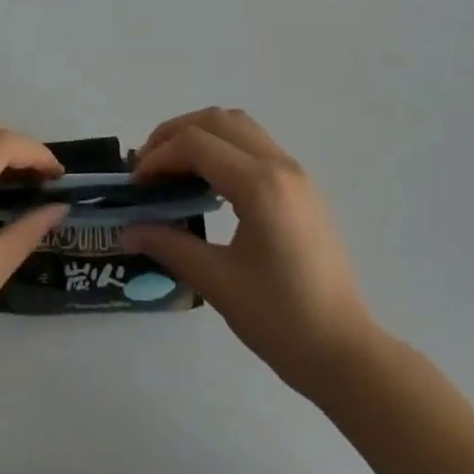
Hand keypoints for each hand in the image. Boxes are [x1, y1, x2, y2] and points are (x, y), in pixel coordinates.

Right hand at [124, 107, 377, 397]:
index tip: (135, 185)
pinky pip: (255, 143)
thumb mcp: (218, 284)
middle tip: (147, 166)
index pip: (196, 144)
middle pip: (216, 120)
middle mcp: (279, 164)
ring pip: (238, 125)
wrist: (347, 353)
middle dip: (175, 134)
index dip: (158, 156)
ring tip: (173, 167)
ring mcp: (295, 172)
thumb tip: (126, 230)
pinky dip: (224, 145)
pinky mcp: (302, 185)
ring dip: (201, 134)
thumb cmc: (281, 321)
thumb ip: (170, 245)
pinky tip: (208, 181)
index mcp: (260, 184)